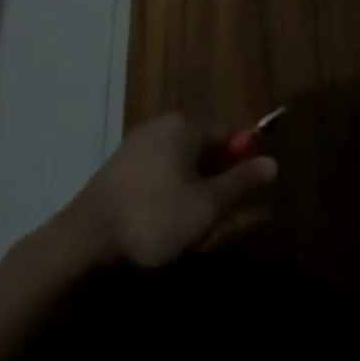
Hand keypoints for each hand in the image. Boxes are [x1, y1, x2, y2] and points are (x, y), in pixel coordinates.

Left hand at [68, 114, 276, 268]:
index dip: (240, 159)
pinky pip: (157, 166)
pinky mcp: (119, 163)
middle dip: (214, 172)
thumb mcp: (207, 206)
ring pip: (178, 156)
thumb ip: (241, 182)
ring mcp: (136, 141)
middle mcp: (161, 123)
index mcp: (184, 125)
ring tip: (189, 220)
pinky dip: (167, 185)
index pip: (226, 132)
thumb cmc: (155, 218)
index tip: (243, 191)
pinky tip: (161, 216)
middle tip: (217, 211)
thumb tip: (273, 162)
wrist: (86, 237)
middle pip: (201, 142)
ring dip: (190, 181)